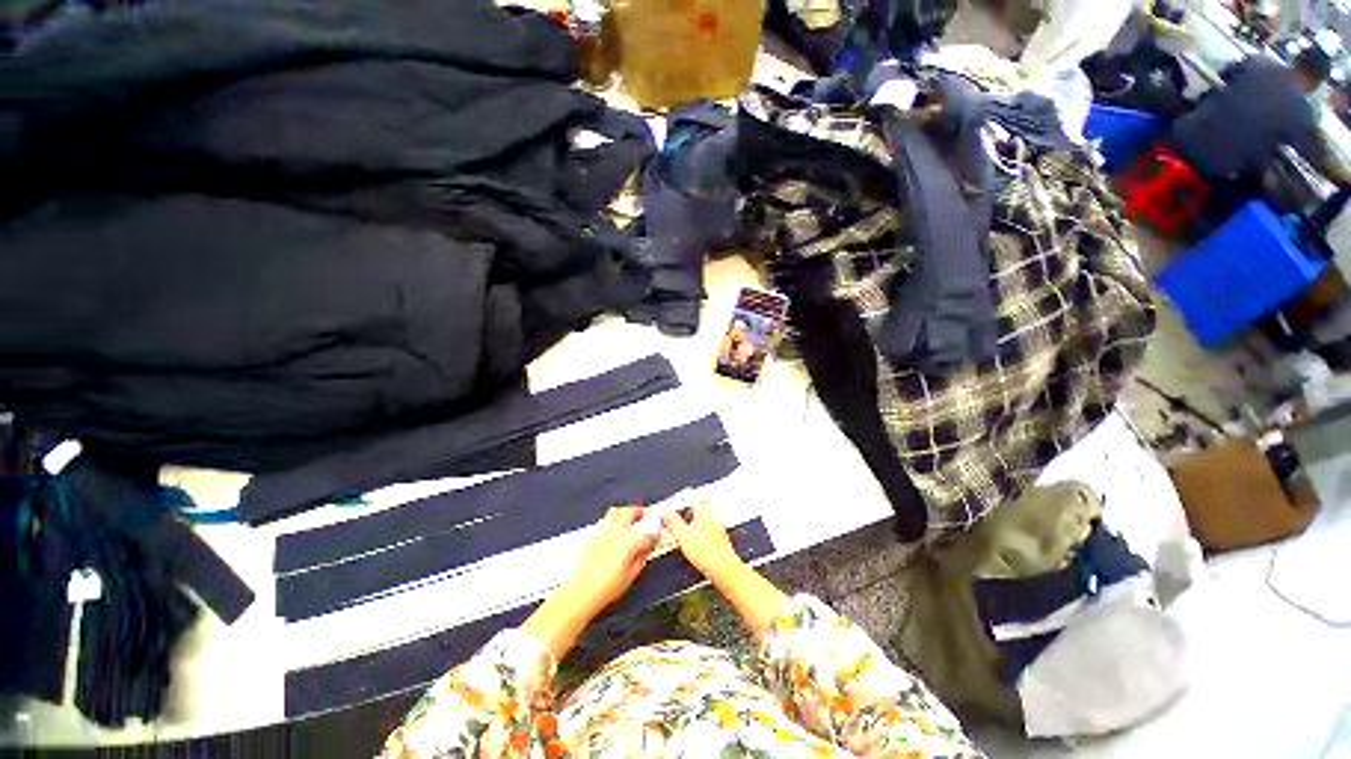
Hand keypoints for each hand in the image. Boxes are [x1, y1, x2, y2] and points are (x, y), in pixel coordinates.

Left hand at [525, 507, 657, 659]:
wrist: (580, 593)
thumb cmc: (605, 588)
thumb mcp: (631, 575)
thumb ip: (642, 557)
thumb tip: (648, 549)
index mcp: (630, 541)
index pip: (649, 532)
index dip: (657, 533)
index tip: (658, 534)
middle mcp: (617, 532)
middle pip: (631, 511)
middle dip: (641, 511)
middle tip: (646, 514)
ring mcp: (603, 531)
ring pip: (617, 511)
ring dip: (626, 511)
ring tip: (630, 515)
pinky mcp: (593, 535)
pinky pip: (606, 520)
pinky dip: (614, 519)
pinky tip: (615, 527)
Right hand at [663, 499, 740, 578]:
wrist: (723, 568)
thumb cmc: (705, 552)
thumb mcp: (682, 536)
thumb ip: (673, 522)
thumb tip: (665, 512)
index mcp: (704, 512)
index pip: (696, 497)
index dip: (688, 497)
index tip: (680, 500)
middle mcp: (713, 517)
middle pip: (704, 505)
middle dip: (693, 508)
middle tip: (683, 512)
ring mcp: (719, 527)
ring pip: (708, 517)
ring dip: (698, 519)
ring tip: (687, 528)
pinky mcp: (722, 539)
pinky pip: (711, 529)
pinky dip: (703, 531)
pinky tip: (698, 541)